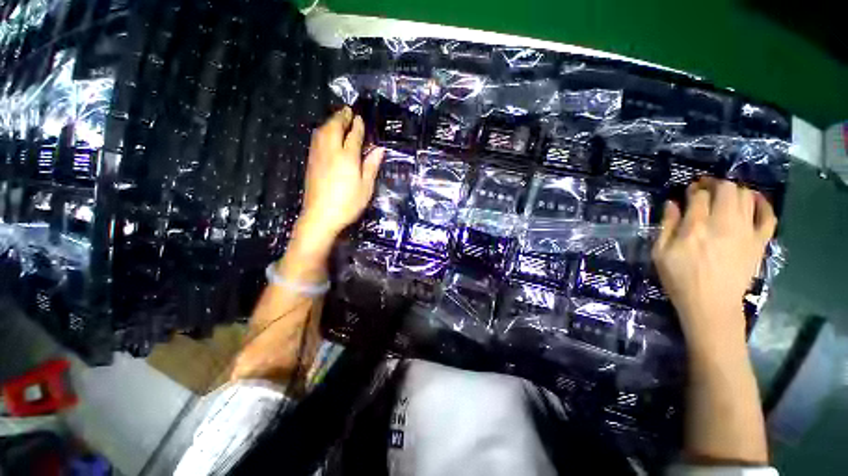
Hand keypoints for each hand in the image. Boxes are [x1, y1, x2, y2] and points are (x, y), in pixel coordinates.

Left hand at [296, 107, 384, 247]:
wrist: (320, 216)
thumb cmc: (348, 204)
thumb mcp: (366, 187)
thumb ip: (371, 166)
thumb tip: (379, 149)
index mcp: (347, 157)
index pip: (353, 136)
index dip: (357, 126)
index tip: (360, 118)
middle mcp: (330, 151)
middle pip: (334, 127)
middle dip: (341, 117)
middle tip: (348, 110)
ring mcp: (318, 156)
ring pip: (322, 131)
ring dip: (330, 121)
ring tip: (337, 118)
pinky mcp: (311, 162)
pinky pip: (316, 139)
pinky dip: (322, 131)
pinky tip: (325, 133)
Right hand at [652, 178, 776, 349]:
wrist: (711, 304)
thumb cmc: (680, 279)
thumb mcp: (660, 253)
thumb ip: (666, 226)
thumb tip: (672, 203)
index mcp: (695, 227)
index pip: (699, 195)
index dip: (694, 189)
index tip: (689, 191)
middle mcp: (723, 224)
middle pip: (726, 189)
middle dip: (715, 184)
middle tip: (707, 189)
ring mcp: (745, 232)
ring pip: (746, 196)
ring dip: (735, 191)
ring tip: (725, 196)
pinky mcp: (759, 242)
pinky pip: (768, 216)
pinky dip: (762, 204)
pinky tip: (754, 200)